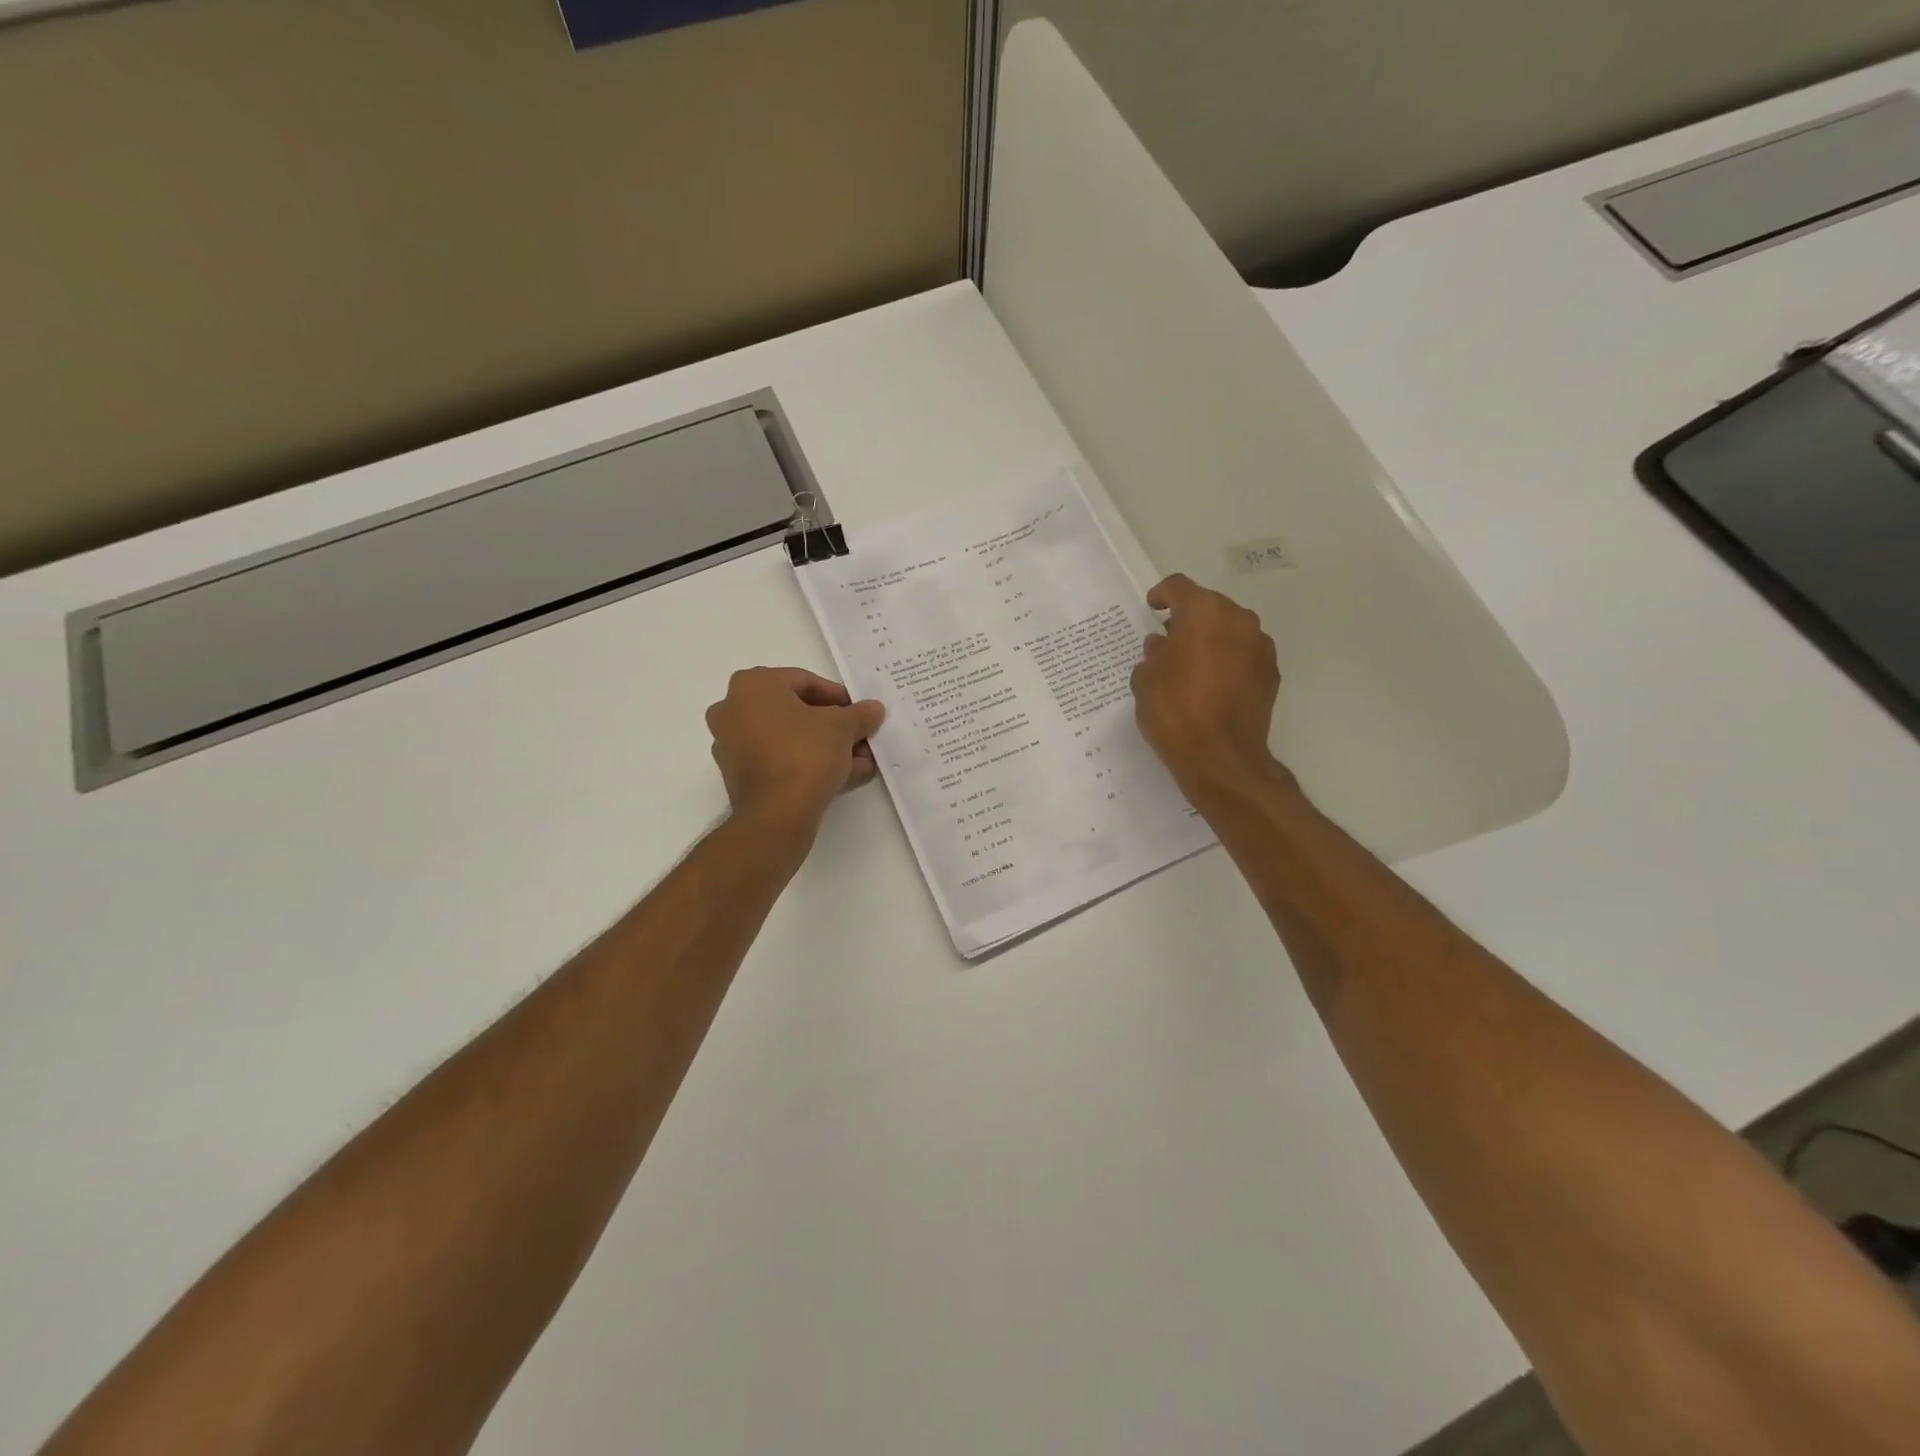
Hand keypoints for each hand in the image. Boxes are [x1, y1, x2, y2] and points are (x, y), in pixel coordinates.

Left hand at [706, 668, 885, 837]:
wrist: (776, 814)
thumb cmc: (805, 753)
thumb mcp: (842, 727)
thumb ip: (859, 714)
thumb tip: (874, 709)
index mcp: (753, 685)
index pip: (804, 681)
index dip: (839, 697)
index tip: (859, 713)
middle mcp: (733, 708)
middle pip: (795, 711)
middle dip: (833, 726)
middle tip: (860, 737)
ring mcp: (731, 743)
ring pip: (788, 738)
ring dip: (824, 747)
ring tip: (859, 761)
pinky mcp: (737, 774)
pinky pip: (778, 759)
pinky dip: (806, 763)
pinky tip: (841, 775)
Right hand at [1131, 574, 1283, 796]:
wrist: (1220, 756)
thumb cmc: (1174, 710)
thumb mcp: (1146, 680)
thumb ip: (1153, 655)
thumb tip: (1163, 647)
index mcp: (1203, 613)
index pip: (1179, 587)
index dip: (1162, 594)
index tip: (1153, 607)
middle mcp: (1238, 620)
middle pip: (1209, 606)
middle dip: (1189, 619)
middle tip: (1170, 640)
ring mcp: (1260, 646)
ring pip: (1231, 629)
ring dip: (1212, 639)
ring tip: (1192, 664)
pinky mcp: (1271, 673)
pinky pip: (1245, 654)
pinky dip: (1229, 660)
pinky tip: (1213, 683)